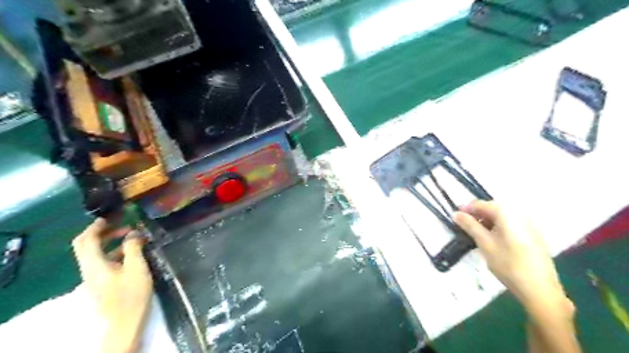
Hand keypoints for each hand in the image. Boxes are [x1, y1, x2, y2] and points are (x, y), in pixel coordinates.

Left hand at [72, 217, 152, 352]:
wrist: (125, 321)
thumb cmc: (131, 293)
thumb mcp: (136, 267)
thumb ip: (133, 248)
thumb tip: (133, 233)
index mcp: (94, 264)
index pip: (86, 240)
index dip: (96, 226)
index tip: (109, 217)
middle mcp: (89, 269)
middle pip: (85, 246)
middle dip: (100, 233)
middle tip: (119, 224)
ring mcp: (94, 277)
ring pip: (95, 254)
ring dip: (110, 242)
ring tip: (131, 236)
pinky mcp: (101, 282)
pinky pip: (103, 261)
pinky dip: (114, 252)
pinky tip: (131, 252)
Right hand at [455, 199, 573, 314]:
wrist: (540, 290)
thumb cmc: (509, 265)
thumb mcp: (485, 244)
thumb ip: (470, 226)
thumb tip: (456, 214)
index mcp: (507, 213)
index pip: (481, 204)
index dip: (466, 210)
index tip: (456, 219)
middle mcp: (520, 214)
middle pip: (493, 209)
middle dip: (477, 216)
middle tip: (465, 228)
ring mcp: (530, 224)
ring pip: (502, 217)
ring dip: (487, 222)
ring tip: (478, 235)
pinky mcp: (535, 235)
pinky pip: (512, 225)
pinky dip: (499, 228)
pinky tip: (494, 241)